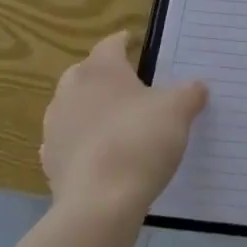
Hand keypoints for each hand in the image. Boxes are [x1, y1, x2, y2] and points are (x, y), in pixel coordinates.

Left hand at [41, 32, 207, 220]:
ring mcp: (55, 127)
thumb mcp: (178, 110)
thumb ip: (189, 93)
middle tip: (129, 85)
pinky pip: (67, 141)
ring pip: (73, 106)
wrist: (99, 204)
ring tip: (115, 121)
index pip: (111, 44)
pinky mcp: (49, 162)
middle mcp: (71, 90)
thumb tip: (197, 87)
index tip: (137, 44)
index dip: (126, 42)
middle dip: (104, 75)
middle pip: (87, 72)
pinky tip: (100, 154)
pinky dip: (81, 142)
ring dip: (90, 109)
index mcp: (101, 68)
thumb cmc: (139, 140)